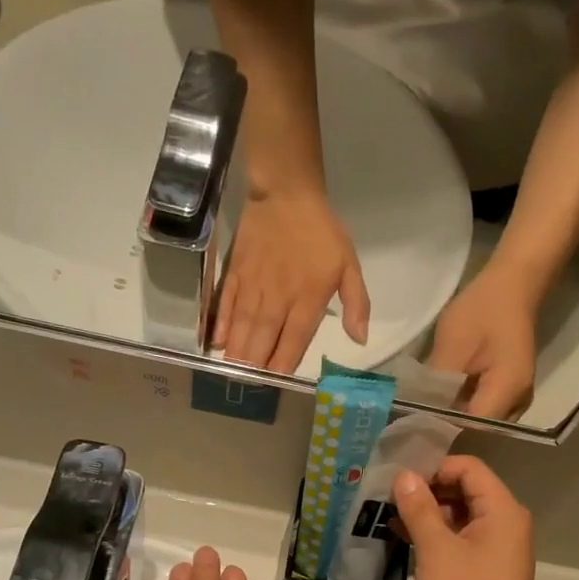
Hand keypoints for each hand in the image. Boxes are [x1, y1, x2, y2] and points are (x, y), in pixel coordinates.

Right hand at [215, 186, 369, 371]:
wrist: (286, 193)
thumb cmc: (321, 232)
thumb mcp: (349, 265)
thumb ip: (356, 304)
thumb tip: (360, 340)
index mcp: (308, 300)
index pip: (293, 342)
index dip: (283, 365)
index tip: (276, 383)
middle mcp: (278, 299)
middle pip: (264, 340)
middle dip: (255, 366)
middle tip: (248, 387)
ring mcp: (253, 287)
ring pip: (243, 327)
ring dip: (237, 352)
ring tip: (232, 374)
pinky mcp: (235, 274)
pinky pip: (225, 304)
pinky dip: (221, 324)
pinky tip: (217, 343)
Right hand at [391, 458, 539, 579]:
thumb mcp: (436, 550)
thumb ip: (419, 509)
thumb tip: (404, 476)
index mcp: (502, 511)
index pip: (469, 469)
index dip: (435, 467)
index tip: (401, 480)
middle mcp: (504, 524)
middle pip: (465, 490)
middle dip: (428, 490)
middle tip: (390, 496)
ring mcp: (494, 549)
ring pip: (458, 517)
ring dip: (427, 514)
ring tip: (390, 515)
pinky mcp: (482, 571)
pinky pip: (458, 541)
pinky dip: (434, 537)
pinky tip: (402, 538)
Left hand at [426, 269, 538, 418]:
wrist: (513, 284)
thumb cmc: (483, 310)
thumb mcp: (452, 346)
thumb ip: (436, 385)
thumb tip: (416, 413)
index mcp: (507, 392)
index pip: (470, 428)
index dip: (441, 432)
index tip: (412, 430)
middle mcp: (517, 403)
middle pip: (476, 429)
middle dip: (445, 427)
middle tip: (411, 424)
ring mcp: (516, 397)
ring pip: (478, 419)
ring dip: (452, 417)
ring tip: (421, 413)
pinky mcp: (508, 389)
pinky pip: (482, 407)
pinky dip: (461, 405)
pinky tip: (439, 399)